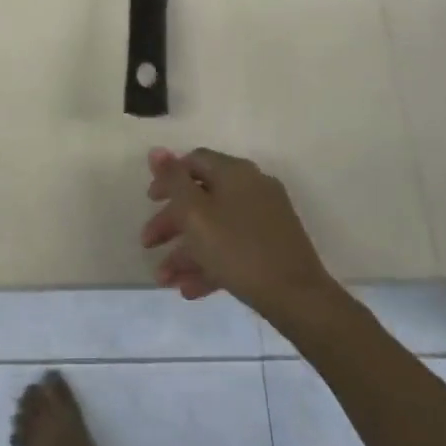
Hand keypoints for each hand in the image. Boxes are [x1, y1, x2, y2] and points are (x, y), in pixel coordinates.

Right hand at [140, 147, 339, 323]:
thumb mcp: (196, 213)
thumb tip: (157, 150)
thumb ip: (173, 180)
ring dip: (186, 252)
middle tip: (148, 244)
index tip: (150, 202)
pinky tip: (189, 290)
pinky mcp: (272, 245)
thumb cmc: (238, 249)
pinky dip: (210, 264)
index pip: (194, 162)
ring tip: (165, 280)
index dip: (168, 178)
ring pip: (216, 227)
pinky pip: (233, 247)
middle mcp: (252, 187)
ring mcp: (265, 217)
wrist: (297, 296)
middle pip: (202, 197)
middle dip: (171, 222)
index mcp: (235, 172)